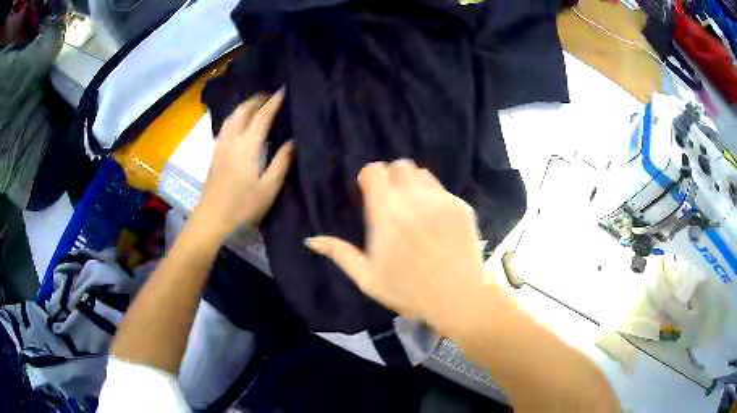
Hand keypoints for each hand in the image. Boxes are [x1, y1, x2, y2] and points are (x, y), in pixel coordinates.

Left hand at [196, 90, 292, 237]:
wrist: (212, 218)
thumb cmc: (243, 205)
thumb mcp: (269, 188)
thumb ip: (281, 162)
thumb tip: (292, 141)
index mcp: (248, 146)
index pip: (262, 116)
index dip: (274, 101)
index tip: (284, 90)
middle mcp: (232, 139)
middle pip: (243, 111)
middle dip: (257, 99)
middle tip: (271, 95)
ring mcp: (221, 145)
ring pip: (232, 116)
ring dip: (245, 106)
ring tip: (257, 104)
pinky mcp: (215, 153)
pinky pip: (226, 125)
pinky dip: (236, 116)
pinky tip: (240, 122)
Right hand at [305, 160, 486, 333]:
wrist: (457, 298)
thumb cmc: (408, 291)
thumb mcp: (367, 278)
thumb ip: (339, 253)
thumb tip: (311, 240)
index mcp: (386, 214)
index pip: (374, 170)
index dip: (369, 177)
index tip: (369, 192)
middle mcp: (414, 200)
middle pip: (399, 165)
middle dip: (391, 176)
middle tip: (391, 199)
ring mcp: (441, 201)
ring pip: (422, 172)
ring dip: (413, 182)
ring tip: (413, 205)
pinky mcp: (461, 206)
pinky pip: (442, 188)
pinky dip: (433, 195)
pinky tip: (435, 219)